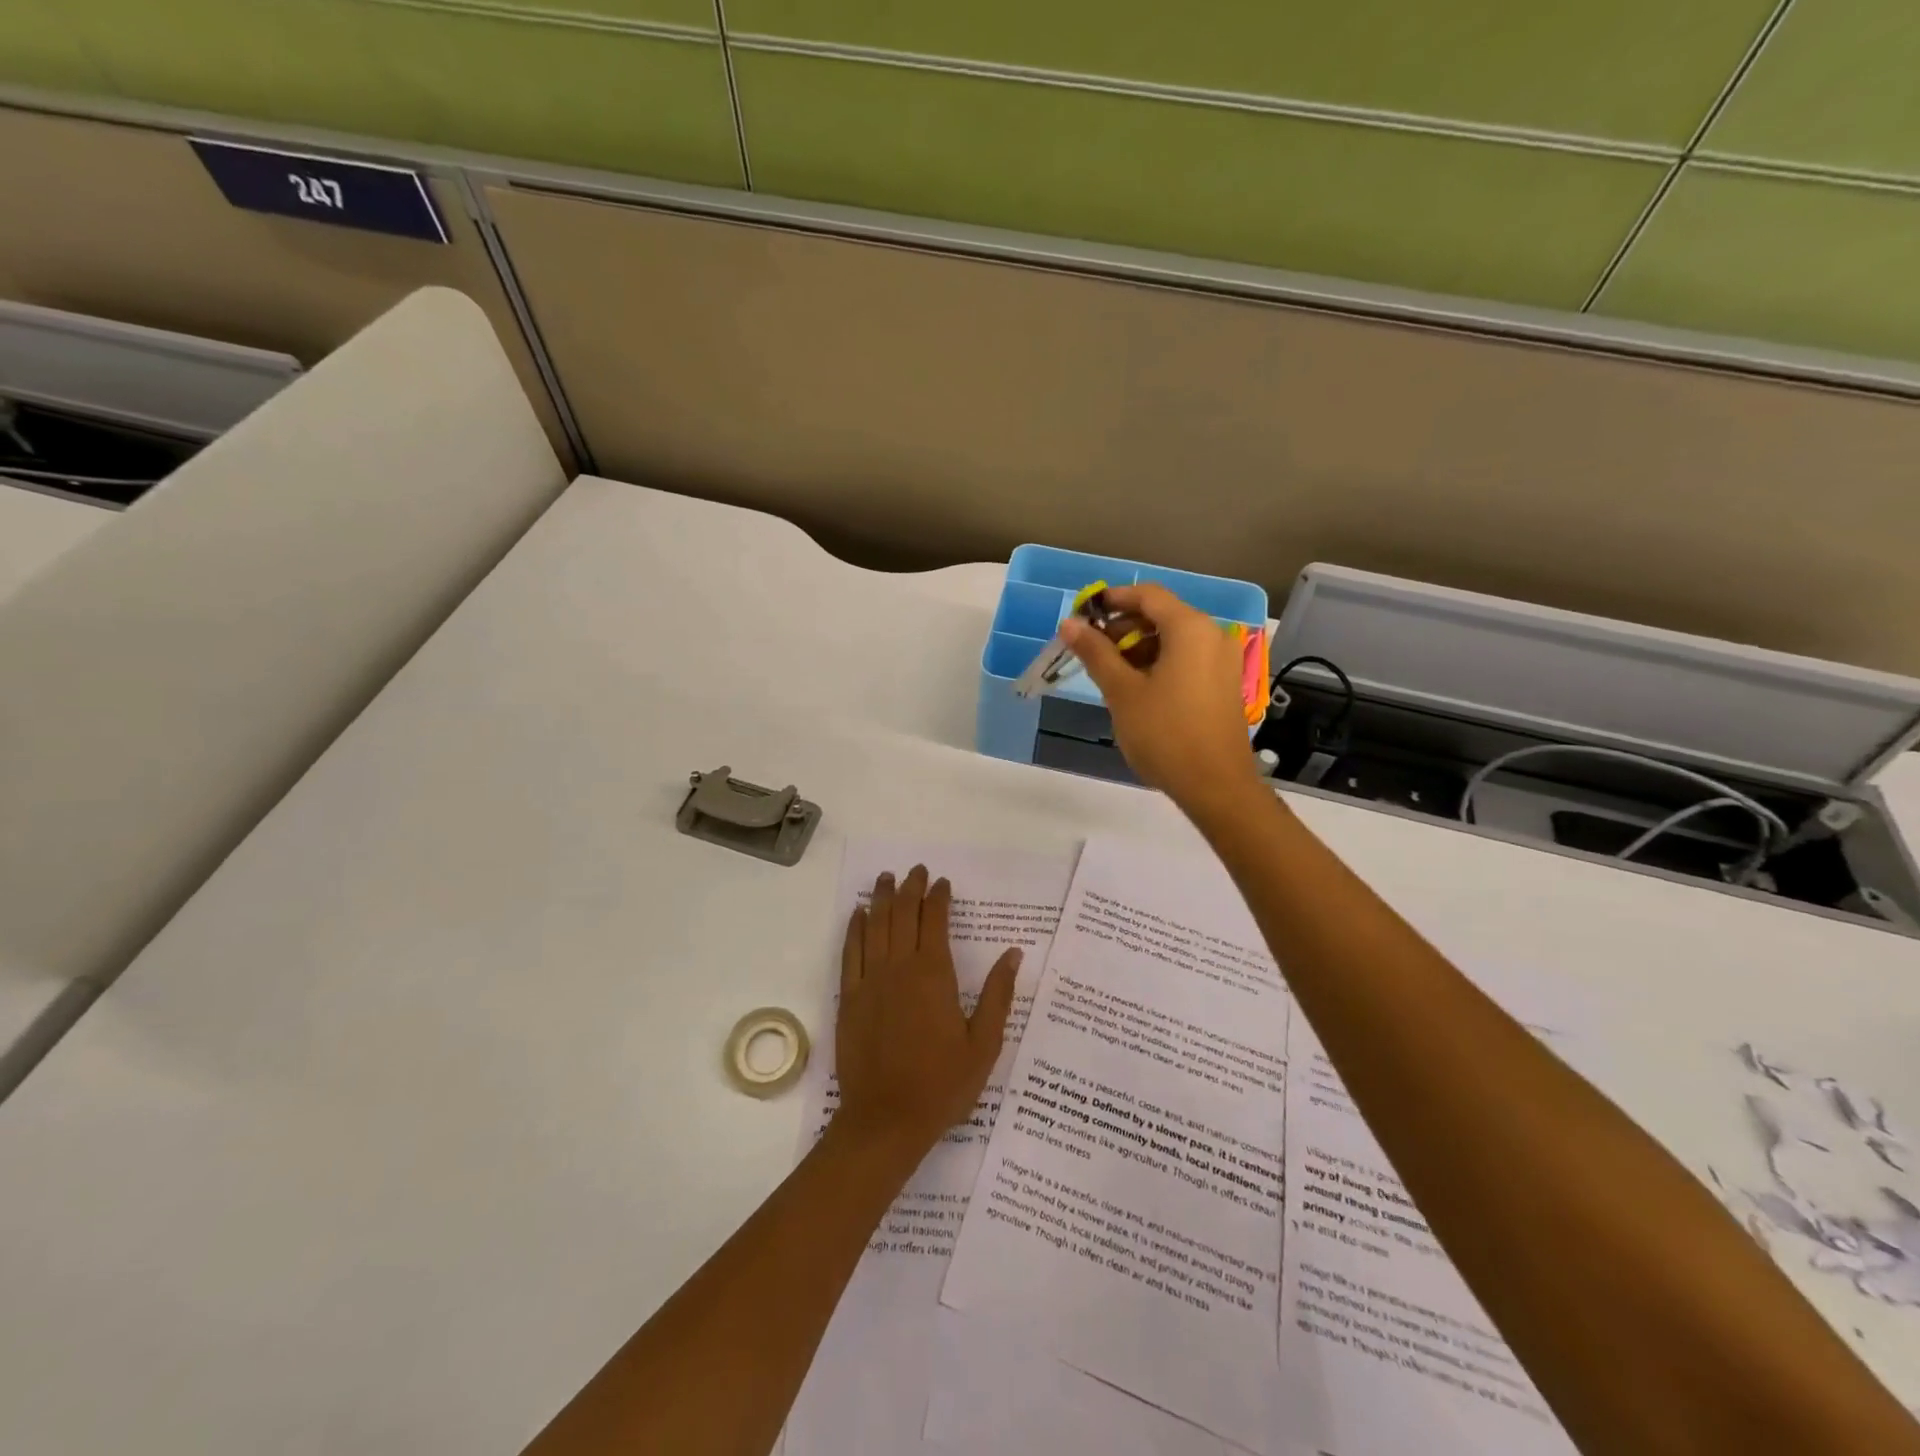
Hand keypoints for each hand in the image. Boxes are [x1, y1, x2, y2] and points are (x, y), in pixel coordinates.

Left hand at [833, 866, 1020, 1163]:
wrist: (886, 1121)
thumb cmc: (942, 1085)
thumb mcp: (984, 1044)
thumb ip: (997, 995)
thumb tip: (1013, 954)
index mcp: (934, 975)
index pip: (935, 921)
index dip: (938, 898)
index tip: (942, 882)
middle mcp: (899, 968)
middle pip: (902, 915)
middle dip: (910, 889)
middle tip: (915, 871)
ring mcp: (869, 981)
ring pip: (874, 926)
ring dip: (880, 899)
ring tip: (886, 879)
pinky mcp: (848, 998)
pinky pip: (850, 952)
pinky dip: (854, 929)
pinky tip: (858, 915)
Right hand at [1061, 583, 1260, 813]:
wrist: (1215, 786)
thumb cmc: (1165, 734)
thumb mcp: (1122, 691)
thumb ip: (1096, 653)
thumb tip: (1070, 624)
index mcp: (1190, 628)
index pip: (1147, 595)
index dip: (1112, 599)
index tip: (1083, 616)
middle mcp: (1212, 635)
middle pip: (1161, 615)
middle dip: (1123, 628)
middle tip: (1091, 652)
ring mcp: (1222, 661)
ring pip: (1173, 639)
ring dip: (1138, 648)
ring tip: (1109, 676)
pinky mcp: (1222, 684)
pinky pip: (1186, 659)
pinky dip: (1158, 664)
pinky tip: (1136, 690)